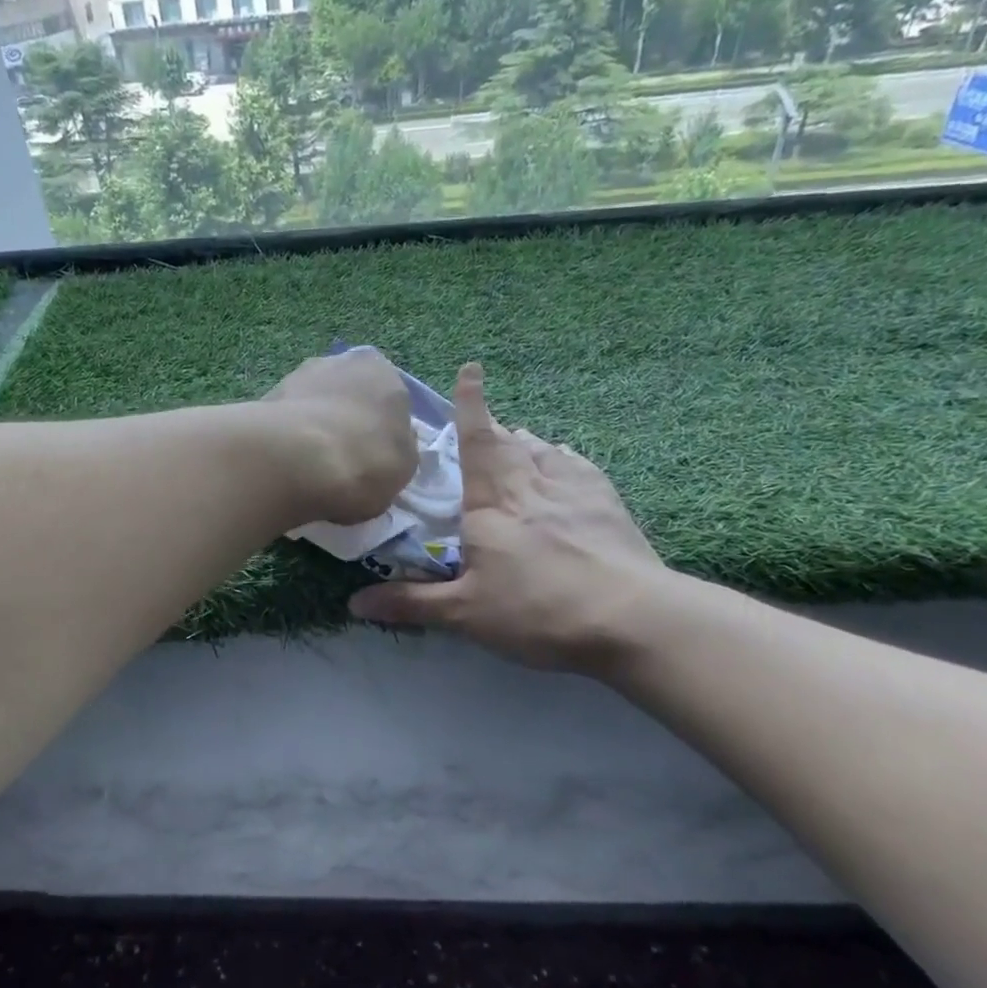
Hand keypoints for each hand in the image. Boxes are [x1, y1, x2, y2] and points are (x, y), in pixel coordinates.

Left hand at [263, 349, 416, 526]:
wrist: (297, 461)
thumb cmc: (365, 461)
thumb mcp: (404, 466)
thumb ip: (399, 447)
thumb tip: (392, 441)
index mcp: (383, 371)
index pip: (389, 399)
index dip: (381, 430)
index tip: (373, 457)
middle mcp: (341, 362)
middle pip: (349, 396)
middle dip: (346, 421)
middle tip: (342, 460)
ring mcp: (299, 375)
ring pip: (315, 405)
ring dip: (314, 427)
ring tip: (310, 467)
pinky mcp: (266, 397)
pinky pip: (287, 421)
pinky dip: (288, 438)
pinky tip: (287, 464)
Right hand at [347, 362, 676, 672]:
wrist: (631, 618)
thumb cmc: (537, 610)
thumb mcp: (465, 614)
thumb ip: (411, 603)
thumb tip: (355, 603)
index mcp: (492, 503)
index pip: (478, 440)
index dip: (471, 404)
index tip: (471, 369)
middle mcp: (531, 485)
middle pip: (510, 442)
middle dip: (494, 427)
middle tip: (485, 427)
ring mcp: (575, 490)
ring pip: (544, 451)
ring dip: (526, 442)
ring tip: (518, 443)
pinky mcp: (608, 505)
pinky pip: (578, 467)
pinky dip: (562, 459)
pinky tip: (562, 466)